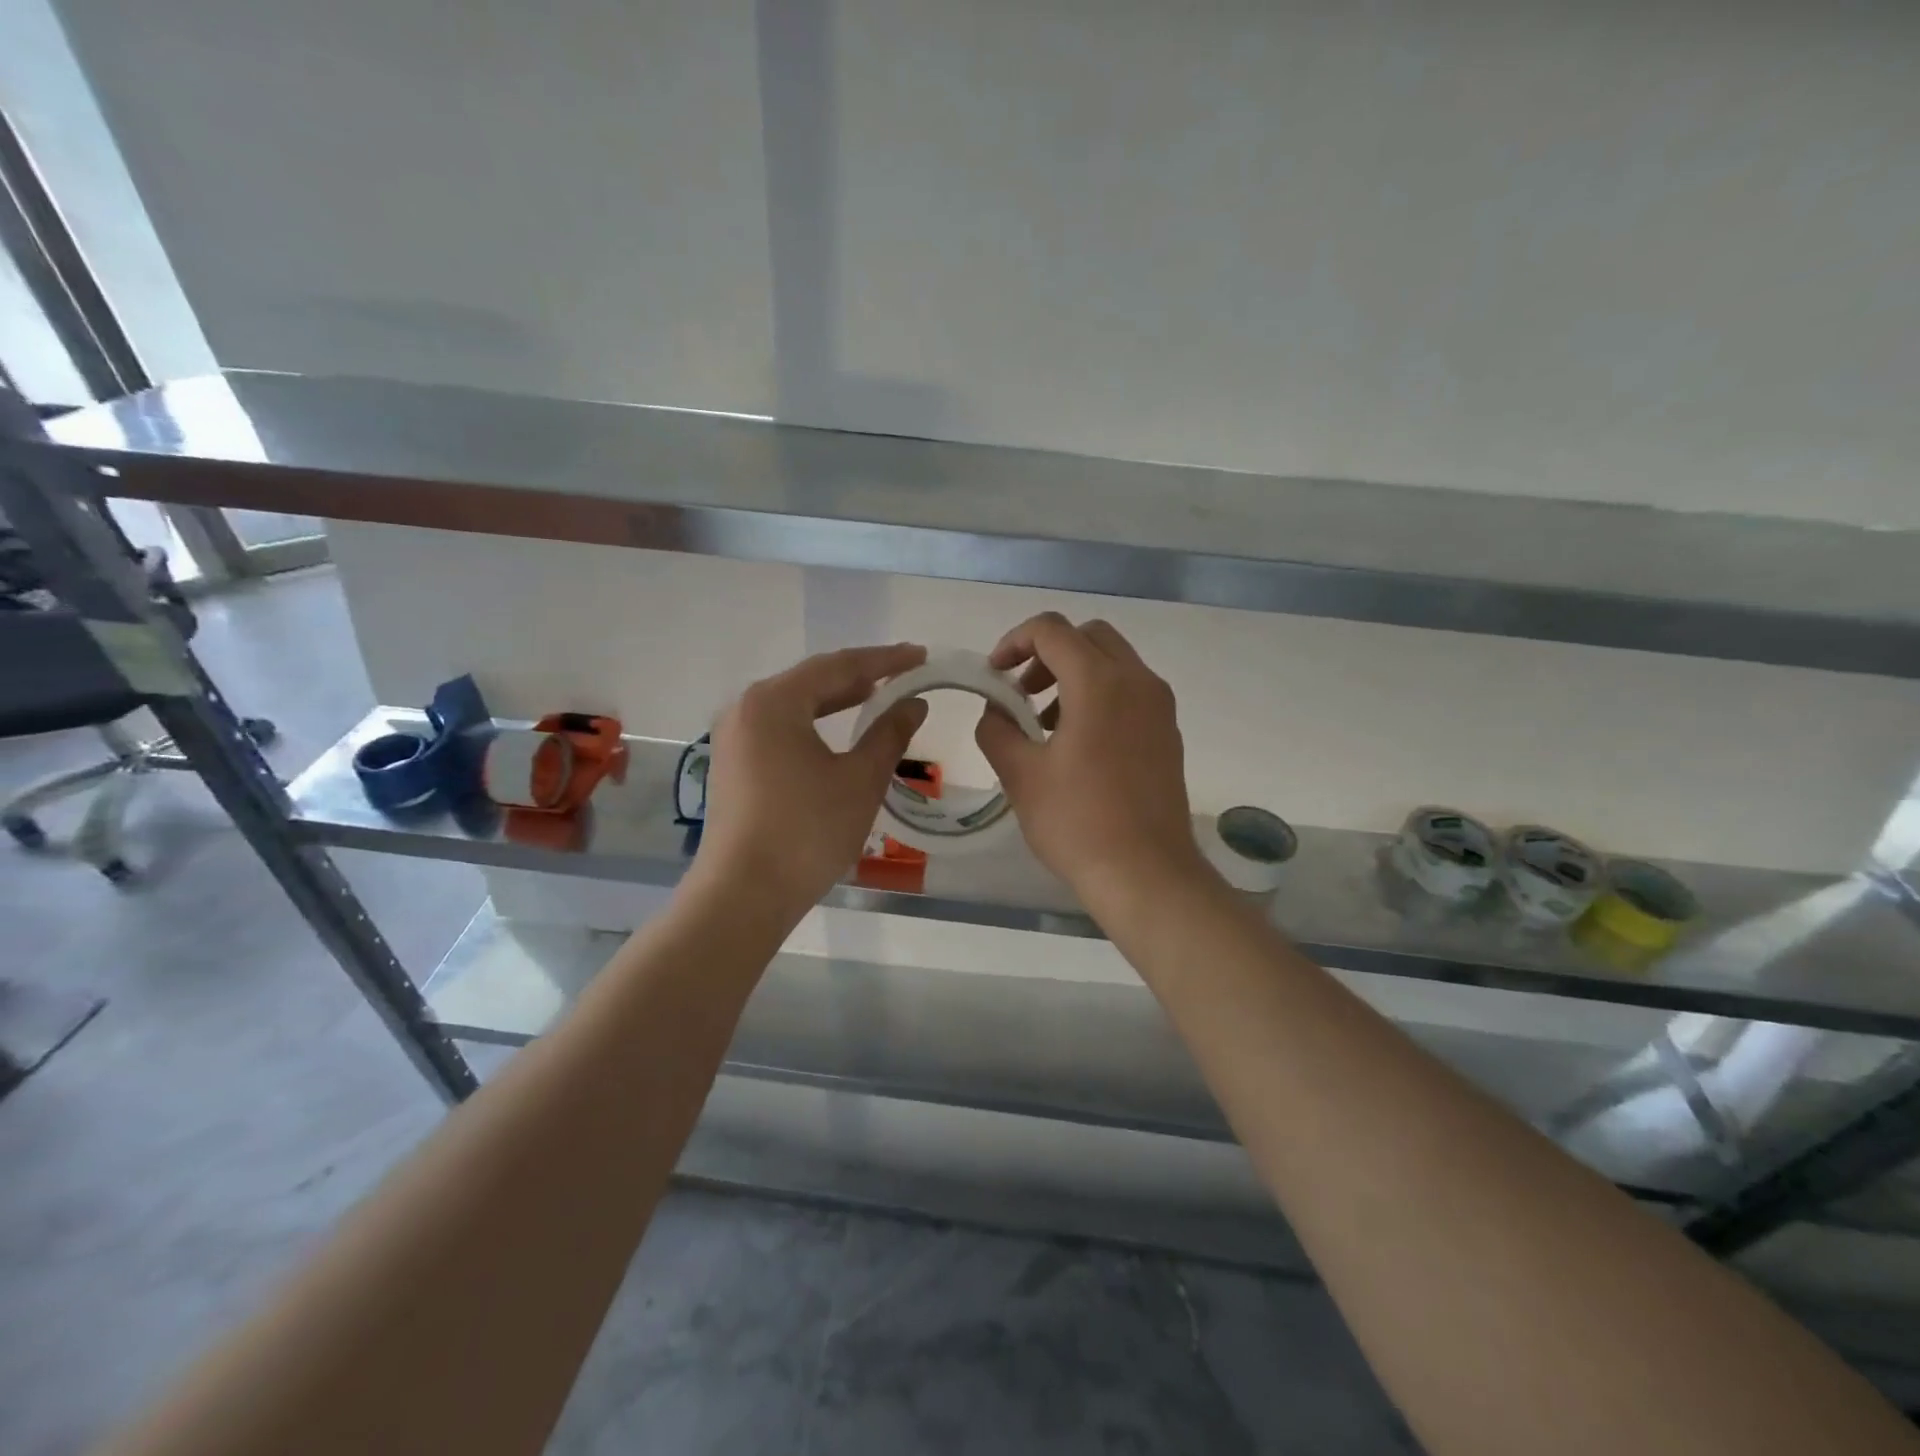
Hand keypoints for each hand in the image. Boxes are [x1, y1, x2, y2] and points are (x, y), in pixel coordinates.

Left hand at [691, 644, 928, 917]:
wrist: (743, 895)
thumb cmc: (807, 832)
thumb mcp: (860, 780)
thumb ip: (889, 733)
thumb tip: (913, 703)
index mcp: (774, 701)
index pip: (839, 665)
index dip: (885, 659)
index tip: (920, 655)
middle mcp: (746, 708)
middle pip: (812, 679)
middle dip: (860, 675)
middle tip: (904, 673)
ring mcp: (734, 736)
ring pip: (795, 704)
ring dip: (836, 699)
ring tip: (876, 694)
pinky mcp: (733, 763)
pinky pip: (780, 727)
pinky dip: (814, 722)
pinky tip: (837, 732)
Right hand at [974, 613, 1213, 910]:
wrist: (1147, 874)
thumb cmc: (1077, 822)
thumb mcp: (1020, 774)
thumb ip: (997, 729)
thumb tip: (996, 711)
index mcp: (1100, 682)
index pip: (1052, 630)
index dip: (1013, 642)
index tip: (994, 676)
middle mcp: (1138, 682)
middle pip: (1089, 637)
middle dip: (1048, 653)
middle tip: (1021, 693)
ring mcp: (1160, 708)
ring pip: (1113, 663)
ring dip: (1074, 675)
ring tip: (1044, 724)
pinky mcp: (1168, 734)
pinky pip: (1130, 692)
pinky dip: (1099, 696)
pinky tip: (1077, 745)